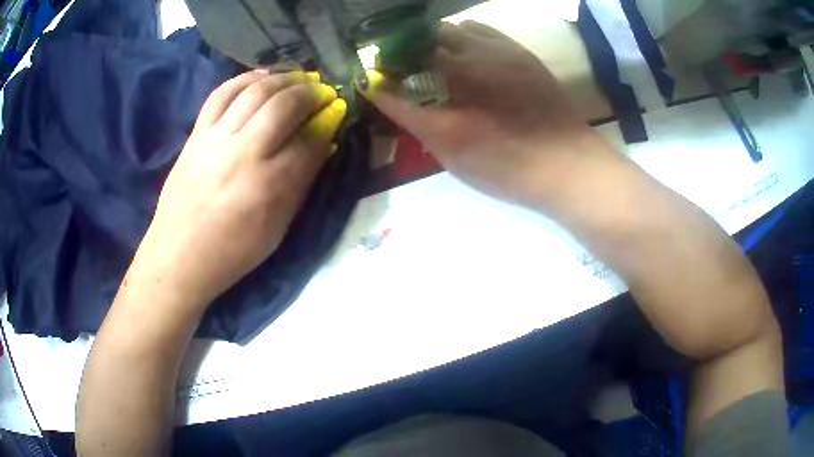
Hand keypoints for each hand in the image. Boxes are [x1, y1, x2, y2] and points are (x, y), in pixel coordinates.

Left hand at [129, 70, 346, 306]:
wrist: (179, 256)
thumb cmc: (233, 251)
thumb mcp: (278, 228)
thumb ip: (301, 182)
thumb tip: (322, 143)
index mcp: (269, 186)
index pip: (310, 139)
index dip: (329, 119)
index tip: (338, 110)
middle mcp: (243, 154)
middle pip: (284, 105)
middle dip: (312, 91)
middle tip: (323, 90)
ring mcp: (215, 139)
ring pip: (255, 91)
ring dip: (284, 78)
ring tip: (299, 77)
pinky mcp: (196, 134)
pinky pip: (221, 93)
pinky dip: (245, 78)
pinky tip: (261, 76)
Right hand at [362, 21, 609, 205]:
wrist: (568, 165)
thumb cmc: (506, 164)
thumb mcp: (450, 149)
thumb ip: (411, 115)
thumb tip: (378, 91)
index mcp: (452, 76)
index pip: (403, 59)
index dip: (385, 64)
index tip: (374, 75)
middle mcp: (473, 52)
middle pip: (426, 36)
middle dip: (408, 49)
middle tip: (403, 71)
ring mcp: (500, 48)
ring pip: (454, 29)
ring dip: (436, 41)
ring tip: (434, 62)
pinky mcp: (520, 52)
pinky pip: (482, 30)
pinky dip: (464, 37)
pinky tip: (466, 56)